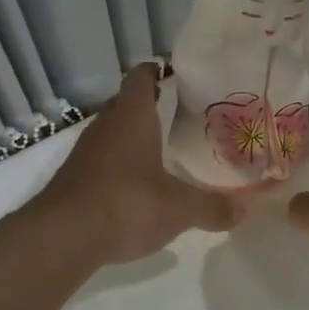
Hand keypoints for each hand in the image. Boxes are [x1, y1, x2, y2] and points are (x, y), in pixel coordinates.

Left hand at [35, 63, 238, 264]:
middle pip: (122, 104)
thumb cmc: (128, 203)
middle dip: (143, 104)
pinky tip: (132, 183)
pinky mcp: (73, 180)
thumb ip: (211, 207)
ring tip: (154, 146)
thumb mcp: (179, 208)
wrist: (64, 236)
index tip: (168, 72)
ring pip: (108, 132)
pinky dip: (115, 164)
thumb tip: (244, 210)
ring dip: (127, 135)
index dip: (153, 72)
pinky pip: (98, 161)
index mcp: (132, 118)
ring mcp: (84, 154)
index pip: (140, 79)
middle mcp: (105, 128)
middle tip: (170, 109)